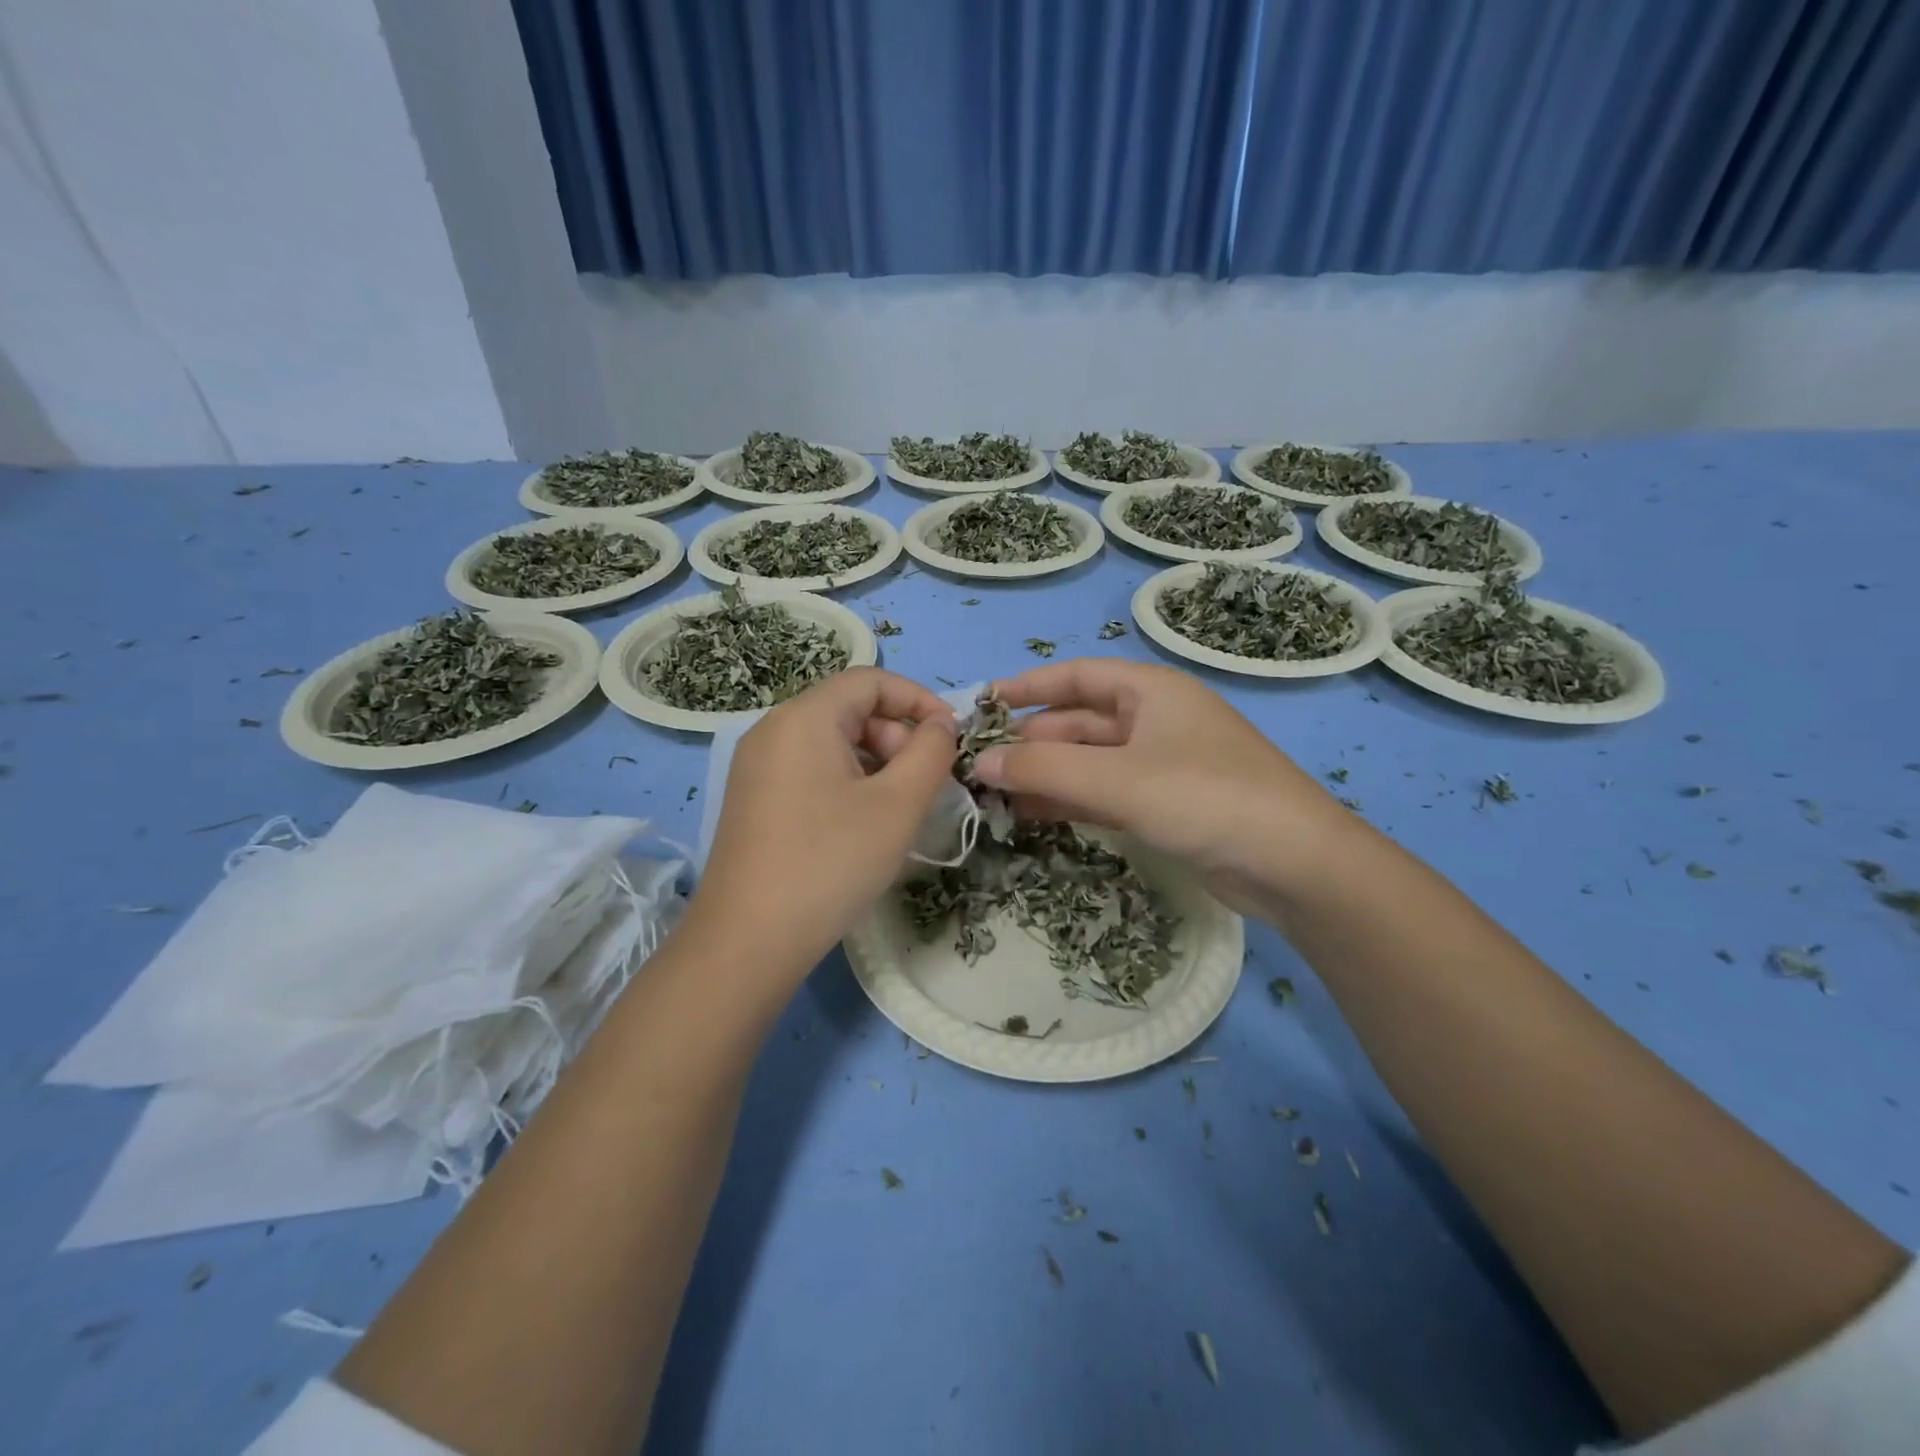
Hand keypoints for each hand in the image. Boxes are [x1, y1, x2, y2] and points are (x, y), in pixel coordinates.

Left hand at [690, 668, 958, 977]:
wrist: (748, 942)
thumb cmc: (830, 863)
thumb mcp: (897, 805)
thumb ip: (930, 752)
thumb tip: (942, 723)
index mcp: (803, 718)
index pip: (871, 681)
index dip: (919, 700)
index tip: (952, 737)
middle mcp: (773, 731)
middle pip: (851, 710)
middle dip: (898, 738)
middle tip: (925, 787)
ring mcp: (758, 767)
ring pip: (833, 744)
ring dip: (878, 765)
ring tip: (900, 811)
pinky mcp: (755, 800)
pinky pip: (812, 771)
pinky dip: (849, 784)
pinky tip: (864, 826)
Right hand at [973, 658, 1357, 914]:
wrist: (1296, 865)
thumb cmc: (1206, 798)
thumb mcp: (1119, 781)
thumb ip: (1045, 771)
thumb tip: (979, 765)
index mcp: (1150, 691)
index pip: (1075, 676)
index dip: (1026, 687)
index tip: (981, 705)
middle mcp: (1154, 719)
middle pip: (1078, 722)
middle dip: (1030, 743)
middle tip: (980, 768)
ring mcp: (1161, 763)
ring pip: (1089, 761)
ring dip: (1046, 776)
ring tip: (995, 798)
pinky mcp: (1166, 804)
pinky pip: (1105, 792)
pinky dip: (1071, 801)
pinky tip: (1034, 817)